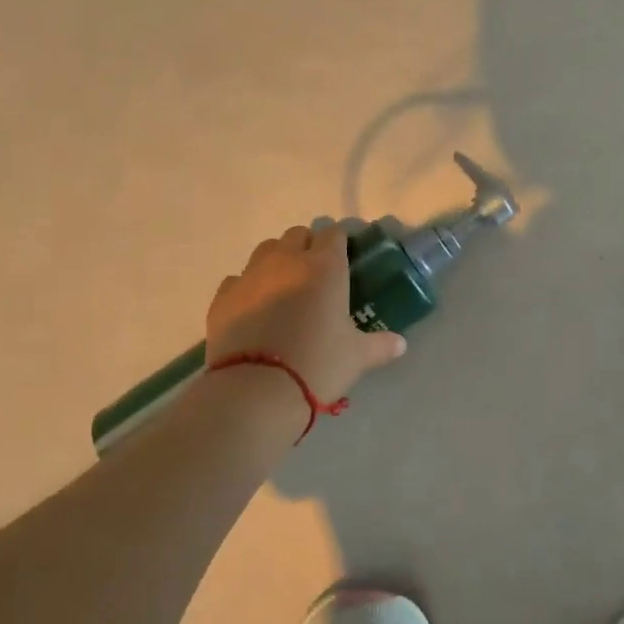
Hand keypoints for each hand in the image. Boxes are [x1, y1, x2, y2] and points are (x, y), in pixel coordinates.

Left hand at [206, 224, 406, 410]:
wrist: (256, 389)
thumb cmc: (317, 364)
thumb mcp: (357, 357)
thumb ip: (380, 345)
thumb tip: (400, 344)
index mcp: (325, 267)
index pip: (334, 234)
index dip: (341, 242)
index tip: (347, 257)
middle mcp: (286, 260)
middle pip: (298, 235)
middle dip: (309, 247)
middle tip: (318, 275)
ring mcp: (250, 275)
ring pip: (266, 250)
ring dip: (278, 260)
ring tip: (286, 288)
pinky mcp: (223, 296)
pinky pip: (239, 279)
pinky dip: (249, 287)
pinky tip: (256, 309)